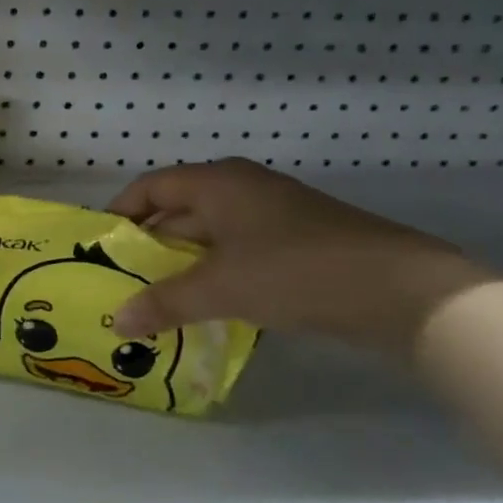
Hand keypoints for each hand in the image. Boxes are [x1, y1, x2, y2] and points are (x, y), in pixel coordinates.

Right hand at [106, 159, 492, 356]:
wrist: (402, 290)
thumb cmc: (295, 270)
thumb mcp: (220, 287)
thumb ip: (164, 302)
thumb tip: (117, 320)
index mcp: (218, 182)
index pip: (151, 186)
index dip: (122, 212)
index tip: (100, 244)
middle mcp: (242, 188)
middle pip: (179, 208)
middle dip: (150, 243)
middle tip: (122, 278)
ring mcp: (273, 214)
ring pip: (210, 233)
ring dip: (183, 262)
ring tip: (156, 297)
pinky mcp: (298, 242)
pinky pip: (239, 251)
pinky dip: (216, 273)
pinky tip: (207, 305)